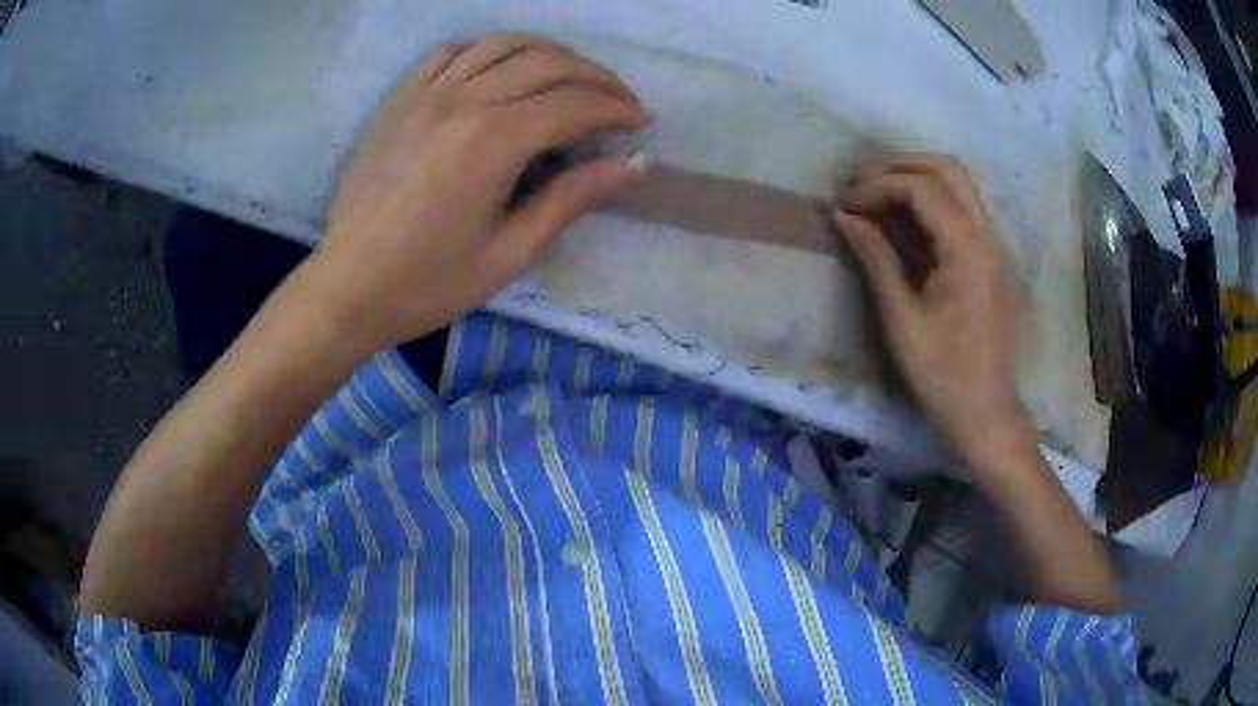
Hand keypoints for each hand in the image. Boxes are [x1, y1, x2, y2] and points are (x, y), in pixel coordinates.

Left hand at [298, 35, 649, 354]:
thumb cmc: (427, 284)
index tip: (640, 123)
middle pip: (546, 62)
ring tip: (571, 78)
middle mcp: (460, 100)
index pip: (573, 103)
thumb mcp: (509, 253)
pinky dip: (488, 51)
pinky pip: (451, 53)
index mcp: (490, 141)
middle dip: (595, 77)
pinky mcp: (400, 99)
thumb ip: (571, 198)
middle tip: (619, 101)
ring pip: (503, 44)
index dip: (616, 109)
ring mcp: (424, 93)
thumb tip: (634, 164)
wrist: (346, 288)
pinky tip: (501, 70)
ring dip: (549, 53)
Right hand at [831, 155, 1032, 465]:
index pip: (921, 188)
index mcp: (968, 250)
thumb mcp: (901, 319)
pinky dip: (933, 203)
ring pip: (960, 185)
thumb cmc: (942, 377)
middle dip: (899, 166)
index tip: (843, 204)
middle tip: (860, 184)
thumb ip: (876, 258)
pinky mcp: (994, 261)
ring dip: (917, 179)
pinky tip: (905, 222)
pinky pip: (965, 211)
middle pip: (948, 169)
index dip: (876, 186)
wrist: (987, 417)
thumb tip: (844, 216)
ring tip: (877, 195)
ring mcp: (996, 247)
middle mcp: (989, 237)